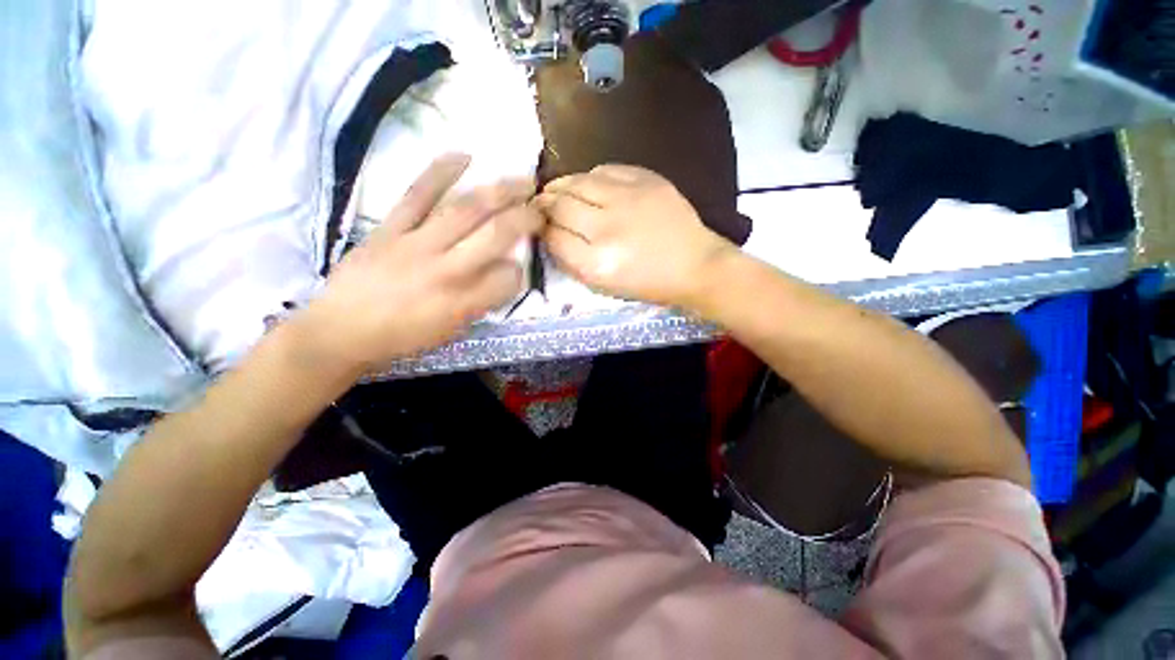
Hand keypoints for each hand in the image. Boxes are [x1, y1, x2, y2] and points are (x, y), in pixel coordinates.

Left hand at [293, 153, 541, 372]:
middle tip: (541, 207)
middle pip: (495, 235)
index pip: (509, 278)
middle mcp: (446, 270)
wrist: (340, 332)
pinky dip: (440, 172)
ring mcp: (416, 244)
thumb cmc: (402, 338)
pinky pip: (416, 195)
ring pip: (464, 210)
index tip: (522, 264)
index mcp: (463, 302)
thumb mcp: (451, 331)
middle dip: (525, 218)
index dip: (521, 268)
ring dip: (499, 192)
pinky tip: (464, 155)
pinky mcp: (389, 228)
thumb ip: (481, 303)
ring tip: (523, 179)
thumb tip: (504, 274)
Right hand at [536, 165, 735, 307]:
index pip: (553, 238)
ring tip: (557, 191)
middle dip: (545, 205)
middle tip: (540, 205)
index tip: (540, 228)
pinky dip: (590, 178)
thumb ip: (573, 262)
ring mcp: (628, 199)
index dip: (542, 230)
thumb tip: (550, 235)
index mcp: (597, 263)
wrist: (694, 265)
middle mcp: (608, 229)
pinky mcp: (645, 180)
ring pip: (578, 182)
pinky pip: (604, 170)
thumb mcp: (604, 286)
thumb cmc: (647, 283)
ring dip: (561, 186)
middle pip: (560, 206)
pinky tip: (589, 185)